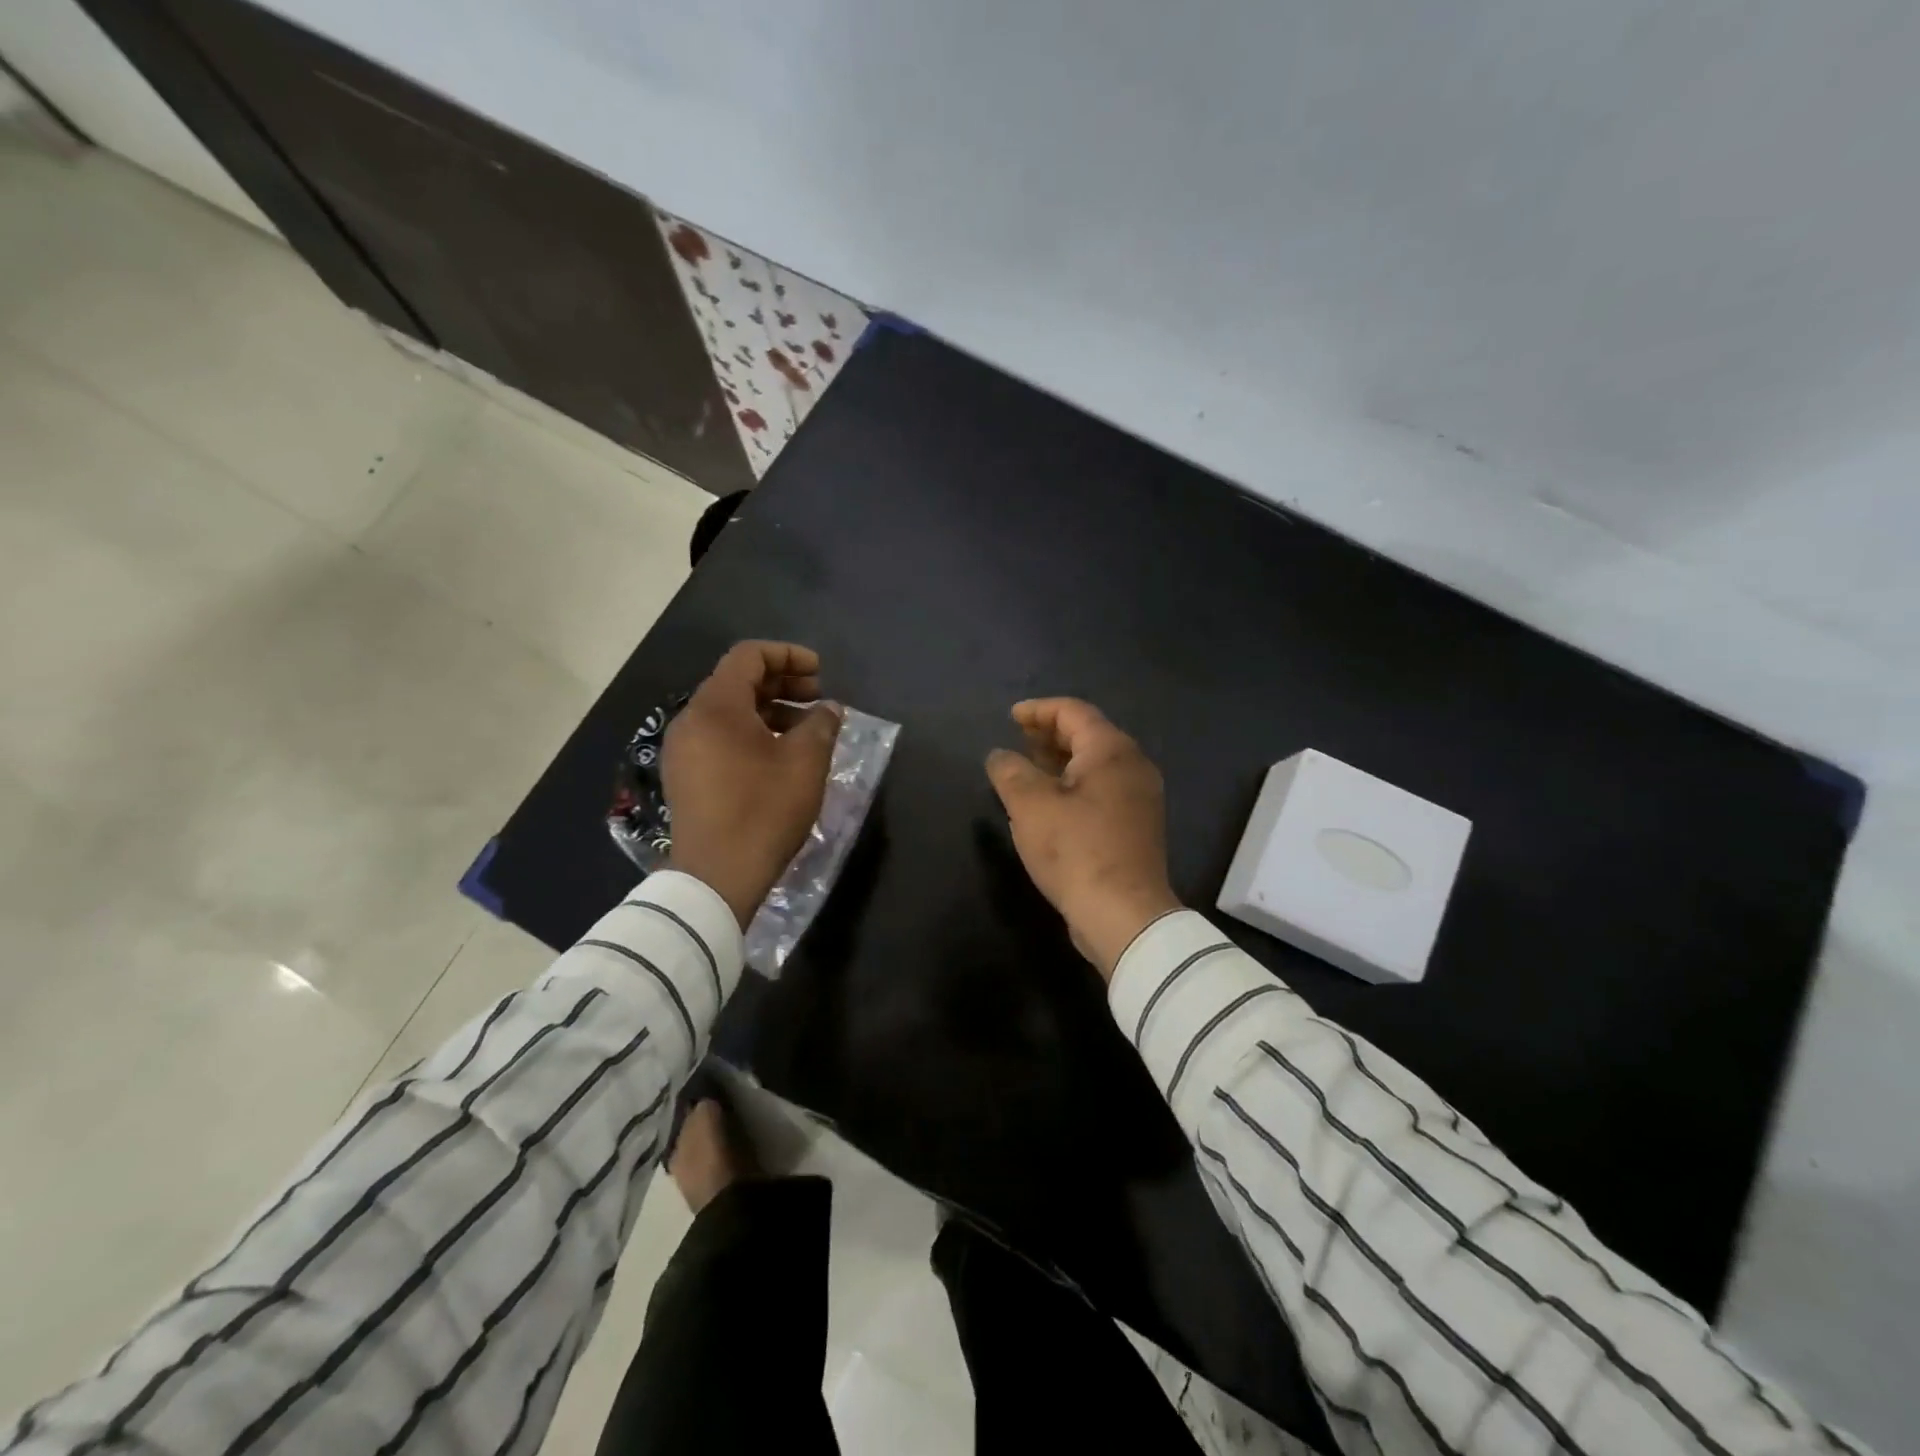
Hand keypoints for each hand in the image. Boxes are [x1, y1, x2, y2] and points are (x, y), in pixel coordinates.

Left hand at [664, 642, 841, 927]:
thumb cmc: (764, 810)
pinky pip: (718, 738)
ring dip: (768, 710)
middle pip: (736, 682)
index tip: (820, 673)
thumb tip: (828, 709)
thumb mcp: (805, 762)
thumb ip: (820, 725)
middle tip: (818, 698)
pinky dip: (750, 734)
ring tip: (804, 730)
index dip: (788, 655)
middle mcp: (691, 720)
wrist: (716, 876)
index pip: (749, 656)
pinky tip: (778, 757)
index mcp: (716, 706)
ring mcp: (682, 750)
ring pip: (728, 712)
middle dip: (781, 683)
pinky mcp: (684, 776)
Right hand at [985, 698, 1181, 979]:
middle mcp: (1134, 766)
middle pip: (1089, 735)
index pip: (1073, 712)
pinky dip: (1075, 785)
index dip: (1038, 710)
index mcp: (1111, 751)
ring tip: (1028, 770)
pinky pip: (1102, 790)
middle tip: (1018, 740)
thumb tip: (999, 756)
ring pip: (1096, 765)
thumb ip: (1010, 772)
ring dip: (1061, 762)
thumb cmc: (1075, 850)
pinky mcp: (1137, 826)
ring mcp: (1140, 798)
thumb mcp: (1029, 806)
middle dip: (1050, 734)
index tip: (1011, 717)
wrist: (1124, 914)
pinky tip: (1051, 804)